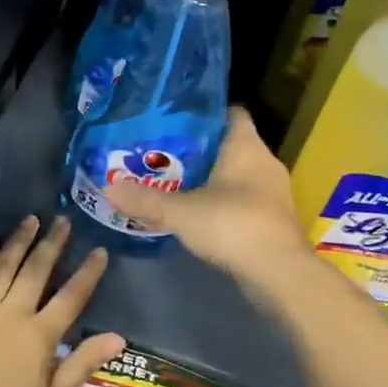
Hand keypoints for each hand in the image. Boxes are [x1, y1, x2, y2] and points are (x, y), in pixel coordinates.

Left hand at [0, 215, 125, 386]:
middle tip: (62, 221)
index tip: (99, 251)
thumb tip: (118, 337)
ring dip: (17, 242)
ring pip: (1, 267)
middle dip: (52, 244)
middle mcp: (10, 315)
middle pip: (35, 271)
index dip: (87, 273)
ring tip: (30, 220)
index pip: (71, 296)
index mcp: (38, 337)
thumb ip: (81, 365)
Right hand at [105, 106, 310, 286]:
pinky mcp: (274, 220)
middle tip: (165, 153)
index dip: (206, 113)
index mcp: (247, 146)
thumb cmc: (232, 225)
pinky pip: (244, 200)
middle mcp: (265, 163)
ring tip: (176, 182)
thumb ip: (145, 200)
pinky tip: (199, 213)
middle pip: (231, 145)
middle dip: (201, 149)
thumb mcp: (180, 212)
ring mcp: (273, 193)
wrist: (279, 273)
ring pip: (238, 175)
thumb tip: (108, 188)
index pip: (231, 113)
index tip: (177, 119)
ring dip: (212, 178)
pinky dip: (223, 203)